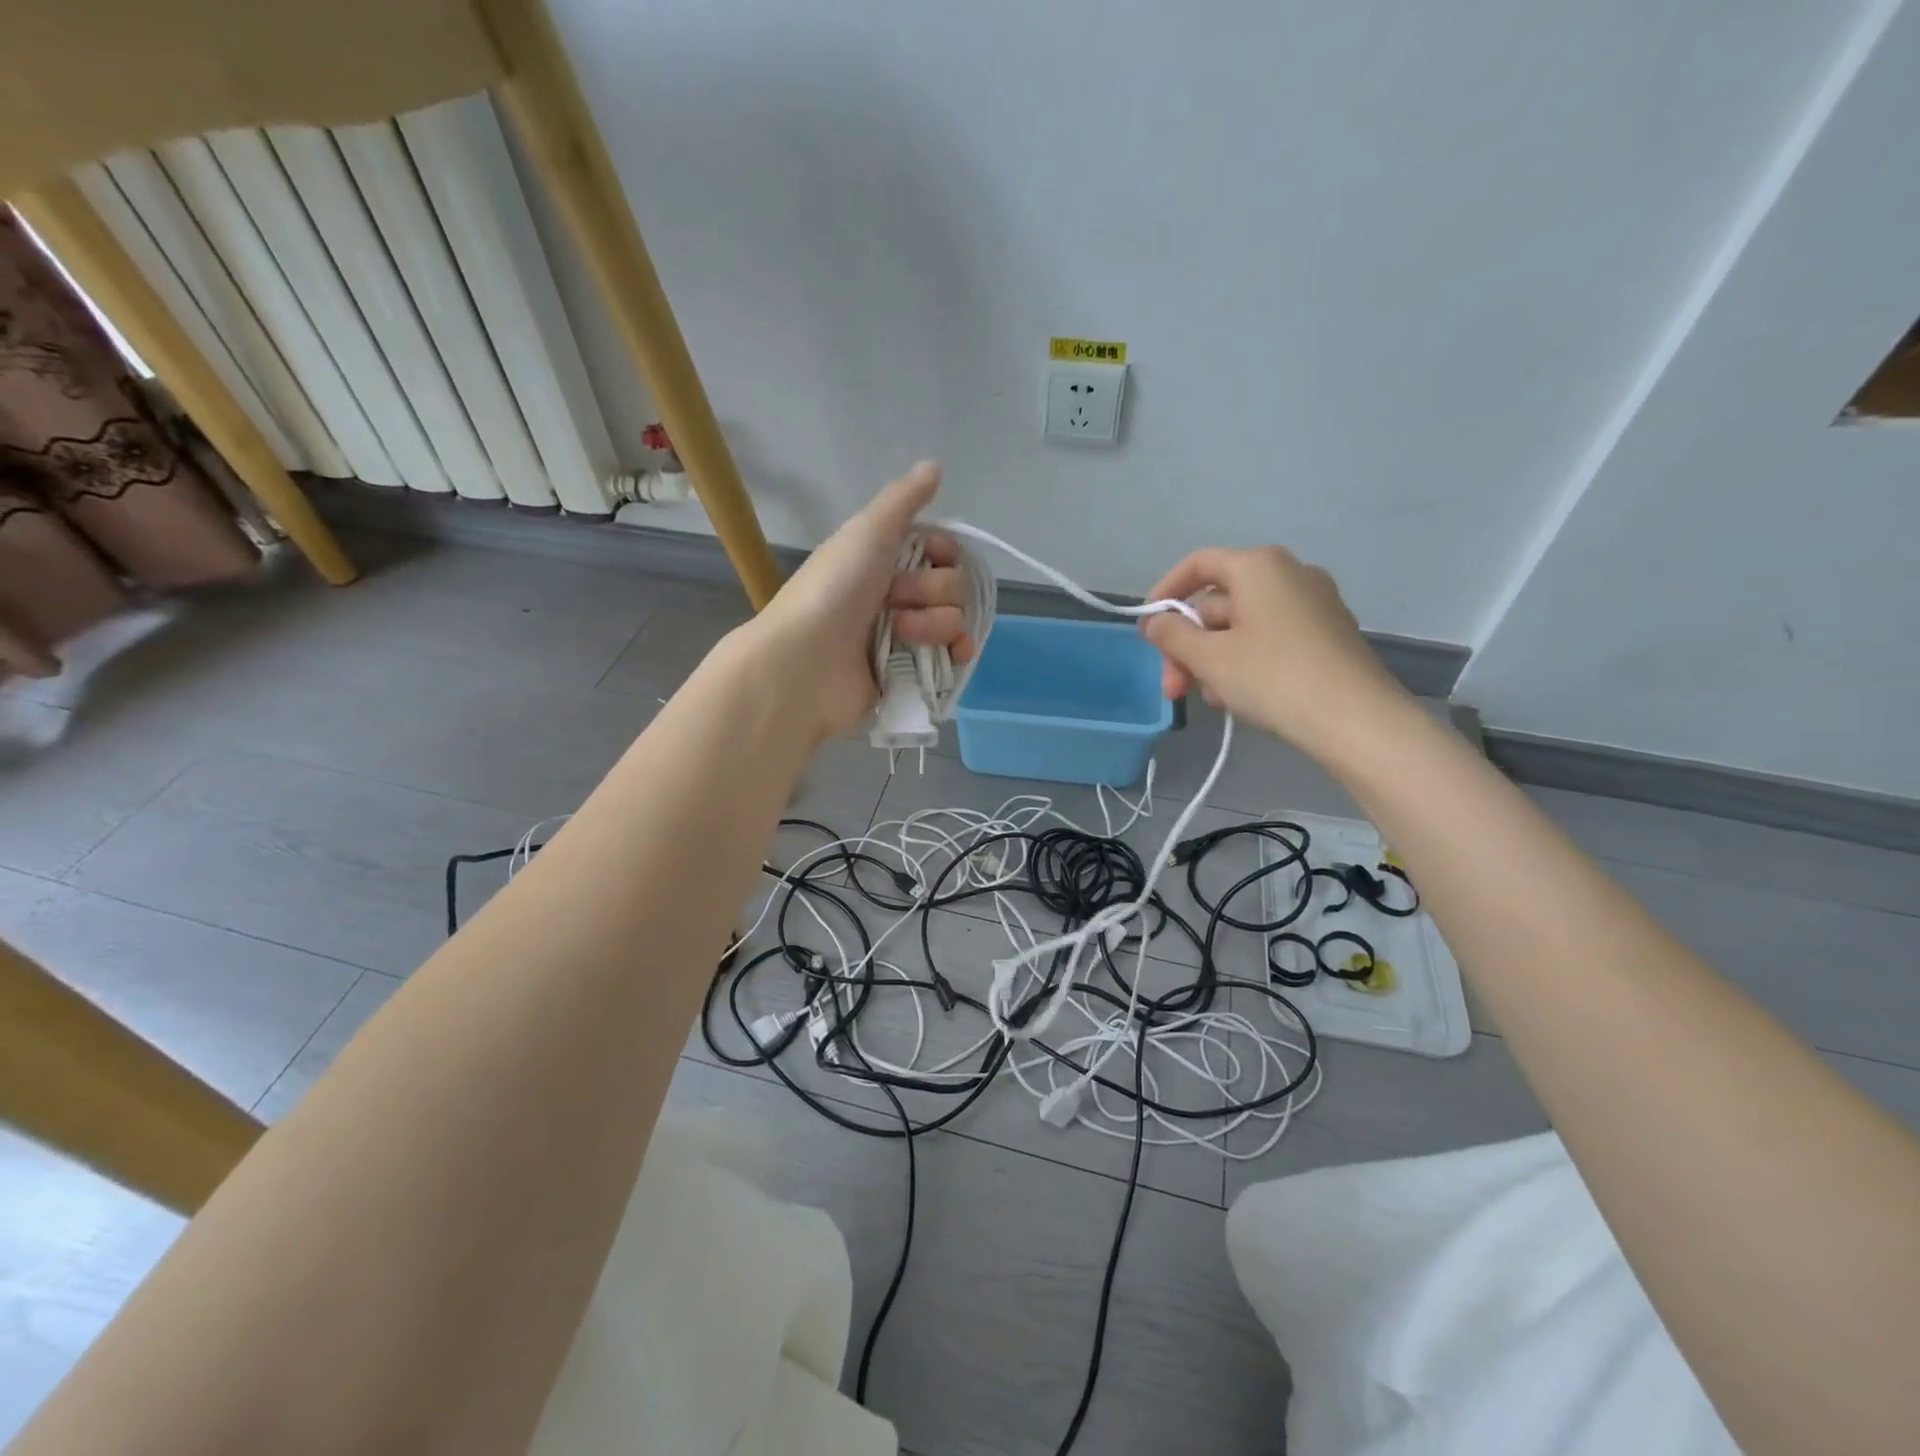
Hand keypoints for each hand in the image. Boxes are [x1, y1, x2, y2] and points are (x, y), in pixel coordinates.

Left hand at [745, 461, 973, 741]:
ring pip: (954, 621)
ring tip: (899, 635)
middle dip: (930, 592)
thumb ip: (904, 499)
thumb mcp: (868, 532)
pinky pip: (952, 658)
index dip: (945, 554)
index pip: (942, 551)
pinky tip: (953, 655)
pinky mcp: (910, 674)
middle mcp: (897, 596)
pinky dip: (955, 655)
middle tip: (894, 600)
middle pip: (952, 586)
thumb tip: (934, 465)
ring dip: (933, 625)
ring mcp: (905, 637)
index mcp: (885, 560)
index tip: (933, 558)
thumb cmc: (834, 590)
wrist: (806, 662)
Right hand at [1139, 546, 1405, 757]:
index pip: (1198, 564)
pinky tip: (1236, 698)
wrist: (1357, 720)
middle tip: (1173, 689)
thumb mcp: (1210, 658)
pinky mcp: (1326, 633)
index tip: (1147, 630)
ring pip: (1242, 625)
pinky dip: (1243, 662)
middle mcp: (1289, 573)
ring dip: (1213, 660)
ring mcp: (1313, 603)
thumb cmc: (1274, 678)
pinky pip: (1269, 638)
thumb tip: (1153, 622)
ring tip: (1209, 701)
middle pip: (1218, 602)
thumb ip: (1172, 635)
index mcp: (1259, 566)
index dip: (1165, 593)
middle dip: (1188, 645)